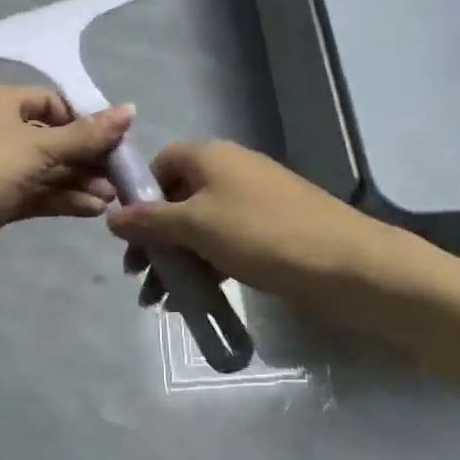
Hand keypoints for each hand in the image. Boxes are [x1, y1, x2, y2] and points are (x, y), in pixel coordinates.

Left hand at [0, 85, 135, 293]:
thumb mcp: (38, 147)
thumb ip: (86, 134)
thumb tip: (130, 109)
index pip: (50, 101)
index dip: (84, 118)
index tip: (115, 140)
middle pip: (51, 136)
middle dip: (86, 155)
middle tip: (120, 175)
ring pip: (45, 168)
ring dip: (79, 180)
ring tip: (112, 198)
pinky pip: (35, 193)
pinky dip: (62, 198)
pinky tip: (92, 210)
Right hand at [104, 140, 387, 306]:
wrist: (347, 265)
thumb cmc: (262, 235)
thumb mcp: (196, 226)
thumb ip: (150, 221)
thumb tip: (111, 216)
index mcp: (209, 156)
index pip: (161, 164)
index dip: (140, 196)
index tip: (128, 235)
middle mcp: (229, 171)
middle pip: (178, 198)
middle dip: (154, 238)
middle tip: (139, 278)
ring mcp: (252, 202)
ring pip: (200, 226)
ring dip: (177, 260)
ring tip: (160, 302)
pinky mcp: (271, 231)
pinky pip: (224, 243)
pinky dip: (205, 267)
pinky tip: (193, 302)